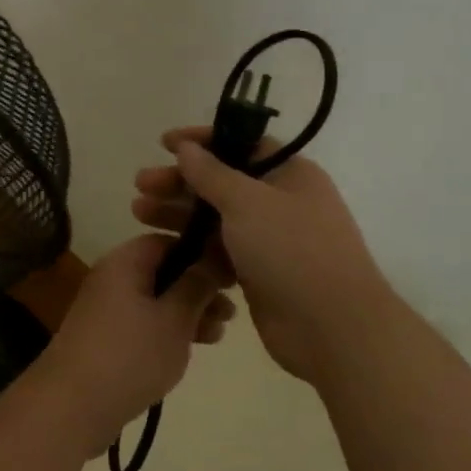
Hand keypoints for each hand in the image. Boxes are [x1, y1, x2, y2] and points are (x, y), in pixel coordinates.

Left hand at [32, 234, 232, 451]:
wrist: (73, 405)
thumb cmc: (130, 354)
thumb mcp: (174, 318)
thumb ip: (197, 285)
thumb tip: (214, 256)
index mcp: (125, 261)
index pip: (168, 241)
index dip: (202, 254)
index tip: (231, 276)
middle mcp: (112, 276)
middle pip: (163, 270)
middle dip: (199, 287)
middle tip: (232, 310)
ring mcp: (107, 307)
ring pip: (156, 298)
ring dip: (189, 311)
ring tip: (220, 333)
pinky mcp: (106, 336)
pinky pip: (144, 321)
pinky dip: (169, 328)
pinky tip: (194, 347)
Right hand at [132, 127, 393, 382]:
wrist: (332, 329)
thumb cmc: (292, 251)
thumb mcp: (247, 201)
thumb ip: (211, 173)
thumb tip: (187, 147)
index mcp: (289, 175)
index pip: (241, 145)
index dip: (202, 141)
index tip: (164, 144)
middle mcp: (280, 202)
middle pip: (221, 182)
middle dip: (180, 182)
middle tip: (141, 185)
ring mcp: (269, 240)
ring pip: (215, 218)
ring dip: (178, 214)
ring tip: (138, 213)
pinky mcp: (257, 273)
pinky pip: (218, 251)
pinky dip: (193, 247)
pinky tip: (163, 246)